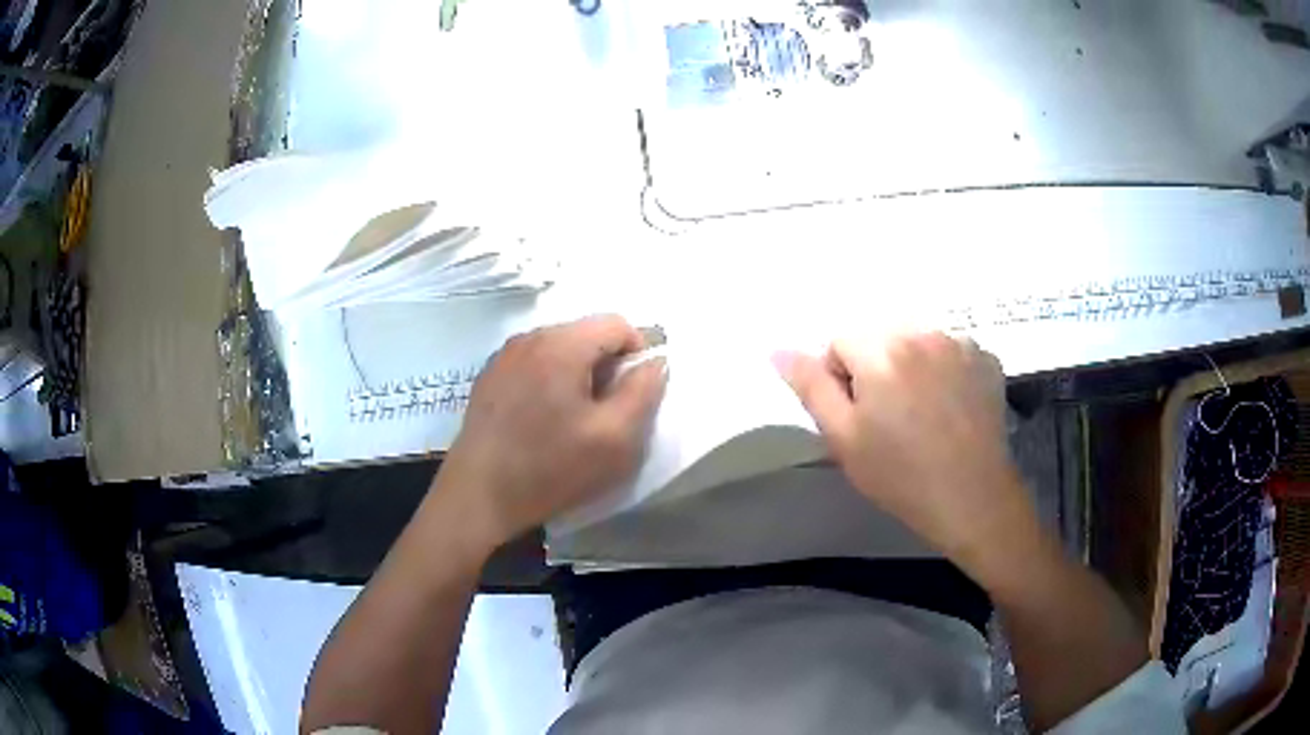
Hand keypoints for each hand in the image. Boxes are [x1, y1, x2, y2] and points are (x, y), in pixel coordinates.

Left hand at [435, 315, 666, 548]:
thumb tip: (655, 363)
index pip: (616, 323)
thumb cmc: (550, 468)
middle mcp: (529, 338)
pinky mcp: (488, 378)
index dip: (638, 352)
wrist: (478, 495)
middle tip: (606, 411)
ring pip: (558, 349)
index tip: (635, 393)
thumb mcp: (614, 438)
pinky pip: (533, 365)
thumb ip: (644, 393)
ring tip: (575, 419)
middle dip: (606, 365)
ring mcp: (504, 357)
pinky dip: (550, 381)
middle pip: (585, 333)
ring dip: (578, 374)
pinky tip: (543, 421)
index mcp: (561, 345)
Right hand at [774, 333, 1041, 584]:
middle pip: (880, 336)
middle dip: (876, 367)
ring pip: (916, 341)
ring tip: (922, 413)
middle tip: (888, 416)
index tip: (857, 416)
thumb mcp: (843, 438)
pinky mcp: (986, 359)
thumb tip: (779, 349)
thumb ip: (811, 387)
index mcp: (881, 350)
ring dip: (910, 365)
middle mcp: (922, 333)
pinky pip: (951, 352)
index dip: (840, 378)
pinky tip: (951, 407)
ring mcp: (960, 343)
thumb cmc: (900, 475)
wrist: (972, 498)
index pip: (840, 341)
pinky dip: (945, 370)